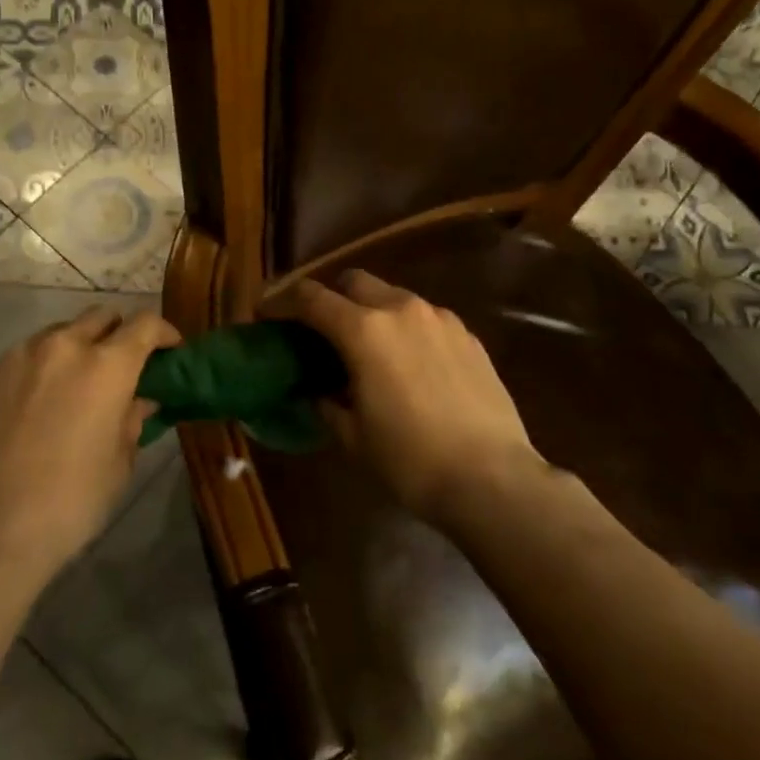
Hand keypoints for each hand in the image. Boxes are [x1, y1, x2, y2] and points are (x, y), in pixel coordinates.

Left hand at [0, 305, 179, 579]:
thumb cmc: (70, 502)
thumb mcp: (118, 464)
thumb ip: (131, 420)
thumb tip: (138, 401)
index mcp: (106, 366)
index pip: (145, 324)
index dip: (163, 333)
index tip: (169, 351)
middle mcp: (62, 347)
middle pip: (100, 317)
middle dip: (117, 335)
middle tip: (120, 368)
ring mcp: (16, 357)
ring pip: (57, 334)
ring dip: (74, 350)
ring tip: (72, 388)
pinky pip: (21, 360)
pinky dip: (36, 372)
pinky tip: (31, 409)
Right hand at [291, 271, 541, 525]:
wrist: (492, 479)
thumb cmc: (410, 460)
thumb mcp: (353, 437)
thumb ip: (327, 402)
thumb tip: (319, 391)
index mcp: (364, 330)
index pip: (311, 297)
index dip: (282, 301)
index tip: (267, 313)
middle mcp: (401, 309)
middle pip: (354, 281)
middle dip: (331, 297)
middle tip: (321, 330)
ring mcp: (440, 319)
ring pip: (393, 296)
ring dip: (371, 311)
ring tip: (369, 349)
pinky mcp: (468, 336)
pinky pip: (425, 318)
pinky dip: (406, 329)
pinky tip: (410, 364)